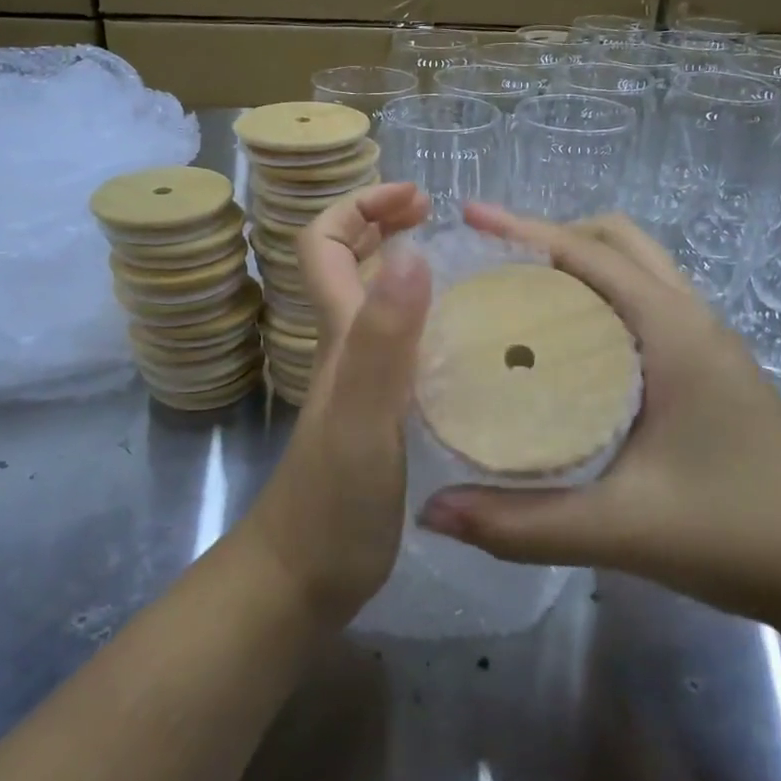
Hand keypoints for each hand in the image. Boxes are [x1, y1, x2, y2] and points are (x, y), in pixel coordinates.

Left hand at [241, 182, 431, 625]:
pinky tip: (476, 343)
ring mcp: (363, 383)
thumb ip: (384, 341)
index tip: (417, 200)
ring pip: (380, 305)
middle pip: (350, 264)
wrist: (304, 580)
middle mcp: (348, 349)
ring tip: (474, 269)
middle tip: (443, 219)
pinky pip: (407, 348)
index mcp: (342, 336)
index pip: (325, 245)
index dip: (360, 207)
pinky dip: (434, 324)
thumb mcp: (363, 417)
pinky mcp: (382, 416)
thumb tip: (411, 253)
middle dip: (387, 224)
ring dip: (413, 271)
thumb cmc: (333, 502)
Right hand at [415, 205, 780, 624]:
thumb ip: (522, 524)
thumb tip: (433, 511)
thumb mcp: (620, 529)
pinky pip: (645, 306)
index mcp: (673, 330)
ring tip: (518, 295)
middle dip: (552, 237)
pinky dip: (600, 299)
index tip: (470, 217)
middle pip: (616, 243)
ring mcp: (706, 343)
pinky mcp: (710, 371)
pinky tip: (567, 348)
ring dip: (579, 265)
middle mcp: (691, 320)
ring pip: (636, 271)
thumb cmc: (738, 533)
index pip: (590, 253)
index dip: (525, 229)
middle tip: (491, 265)